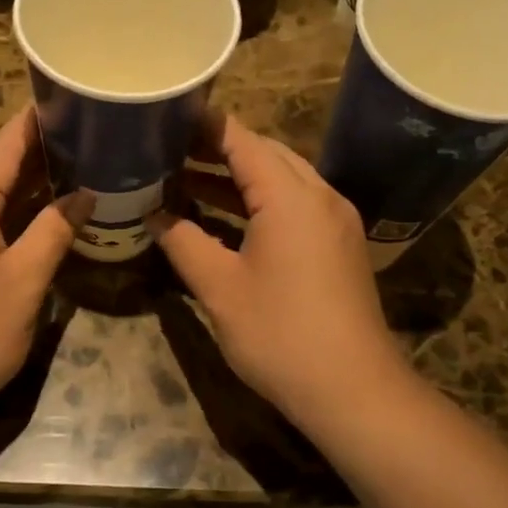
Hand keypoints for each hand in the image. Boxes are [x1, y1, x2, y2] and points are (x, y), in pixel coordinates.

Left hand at [0, 109, 80, 422]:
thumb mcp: (24, 282)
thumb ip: (55, 230)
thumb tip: (84, 194)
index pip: (6, 143)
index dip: (40, 119)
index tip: (74, 98)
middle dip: (41, 154)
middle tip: (89, 140)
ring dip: (25, 186)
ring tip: (74, 170)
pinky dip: (4, 212)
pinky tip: (36, 214)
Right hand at [149, 113, 411, 425]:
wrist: (353, 391)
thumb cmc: (280, 334)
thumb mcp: (220, 288)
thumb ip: (183, 242)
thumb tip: (154, 215)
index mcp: (290, 196)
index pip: (241, 140)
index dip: (203, 126)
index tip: (166, 116)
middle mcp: (319, 196)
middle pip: (265, 154)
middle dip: (217, 149)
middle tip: (168, 150)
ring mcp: (334, 221)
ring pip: (281, 180)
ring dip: (236, 178)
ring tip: (184, 179)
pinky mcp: (338, 245)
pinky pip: (294, 206)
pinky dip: (258, 203)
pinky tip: (224, 218)